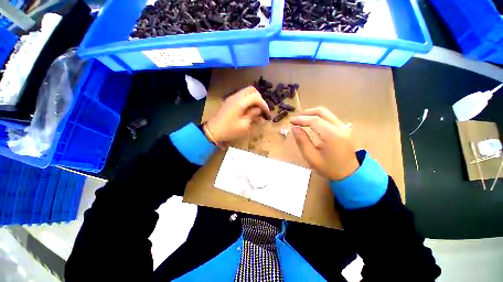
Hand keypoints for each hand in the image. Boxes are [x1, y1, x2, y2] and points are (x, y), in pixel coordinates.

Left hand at [206, 86, 270, 142]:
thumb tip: (259, 110)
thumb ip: (253, 115)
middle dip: (259, 98)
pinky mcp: (230, 101)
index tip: (267, 113)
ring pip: (247, 92)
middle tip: (262, 109)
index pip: (256, 97)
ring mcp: (232, 98)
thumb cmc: (229, 130)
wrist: (213, 131)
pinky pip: (242, 96)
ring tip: (257, 109)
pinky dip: (248, 100)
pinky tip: (249, 109)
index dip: (263, 104)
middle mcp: (236, 96)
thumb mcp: (244, 125)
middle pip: (252, 90)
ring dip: (254, 98)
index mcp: (240, 102)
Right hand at [290, 107, 358, 180]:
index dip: (301, 119)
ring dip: (312, 114)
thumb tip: (294, 128)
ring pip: (326, 113)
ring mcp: (345, 127)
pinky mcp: (345, 128)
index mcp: (333, 135)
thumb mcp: (312, 157)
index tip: (291, 121)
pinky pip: (330, 118)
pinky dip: (319, 118)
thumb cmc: (329, 168)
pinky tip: (311, 123)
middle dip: (306, 113)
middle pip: (322, 112)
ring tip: (301, 120)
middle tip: (295, 119)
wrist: (351, 174)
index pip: (315, 120)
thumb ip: (302, 141)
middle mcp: (341, 127)